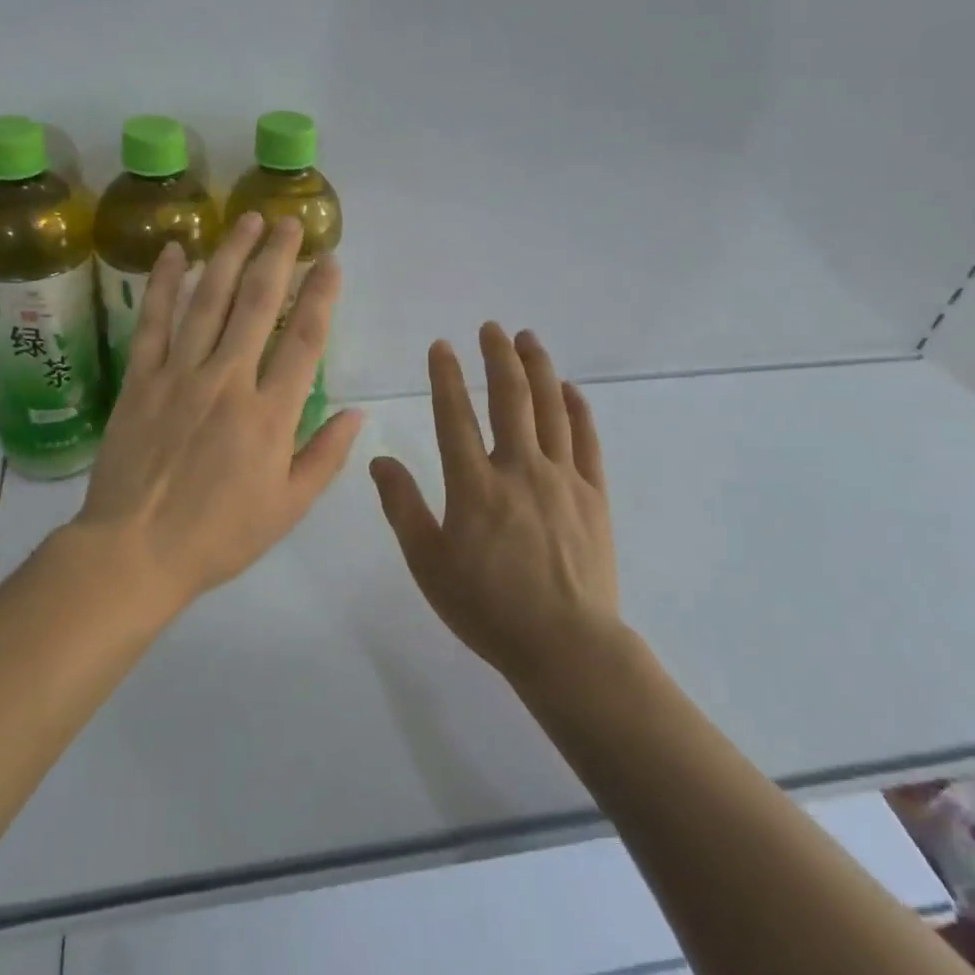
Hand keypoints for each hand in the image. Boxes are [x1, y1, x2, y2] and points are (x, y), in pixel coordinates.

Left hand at [75, 212, 362, 608]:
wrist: (135, 551)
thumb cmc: (218, 536)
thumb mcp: (287, 508)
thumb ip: (325, 457)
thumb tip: (357, 414)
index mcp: (270, 414)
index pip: (305, 341)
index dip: (321, 297)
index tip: (331, 263)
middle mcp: (228, 381)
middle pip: (258, 305)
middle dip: (277, 257)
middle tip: (289, 222)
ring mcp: (180, 375)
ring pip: (209, 302)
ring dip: (230, 256)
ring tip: (245, 220)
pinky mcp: (141, 379)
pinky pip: (153, 322)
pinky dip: (164, 285)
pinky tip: (174, 253)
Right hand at [370, 324, 618, 685]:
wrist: (566, 646)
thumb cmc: (487, 608)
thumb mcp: (428, 563)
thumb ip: (402, 507)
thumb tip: (380, 459)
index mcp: (475, 485)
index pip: (455, 415)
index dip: (446, 376)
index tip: (442, 345)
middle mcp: (520, 468)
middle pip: (510, 398)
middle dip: (499, 356)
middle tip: (492, 328)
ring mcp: (563, 479)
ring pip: (551, 409)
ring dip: (539, 369)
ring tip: (529, 339)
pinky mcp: (594, 495)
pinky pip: (586, 440)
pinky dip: (578, 409)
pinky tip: (570, 390)